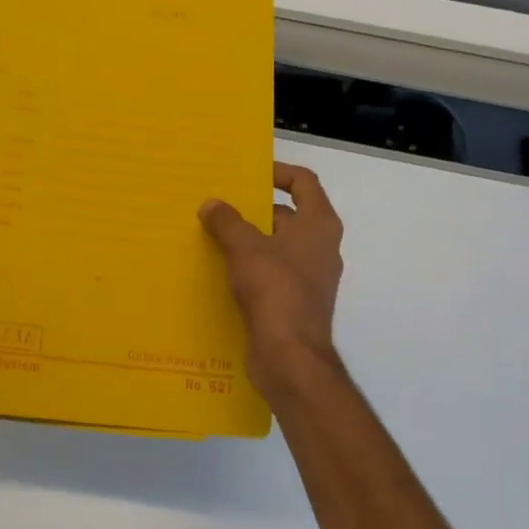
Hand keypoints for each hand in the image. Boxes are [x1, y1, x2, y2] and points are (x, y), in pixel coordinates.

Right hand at [200, 162, 344, 397]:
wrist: (290, 356)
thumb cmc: (275, 291)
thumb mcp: (245, 248)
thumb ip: (227, 222)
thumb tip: (212, 205)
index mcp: (319, 225)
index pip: (304, 182)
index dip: (278, 172)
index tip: (247, 173)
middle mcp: (319, 247)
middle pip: (286, 214)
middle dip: (252, 209)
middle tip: (217, 206)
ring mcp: (308, 277)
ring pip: (274, 246)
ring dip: (246, 240)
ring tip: (209, 235)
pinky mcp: (292, 302)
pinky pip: (268, 274)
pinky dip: (247, 268)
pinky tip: (218, 271)